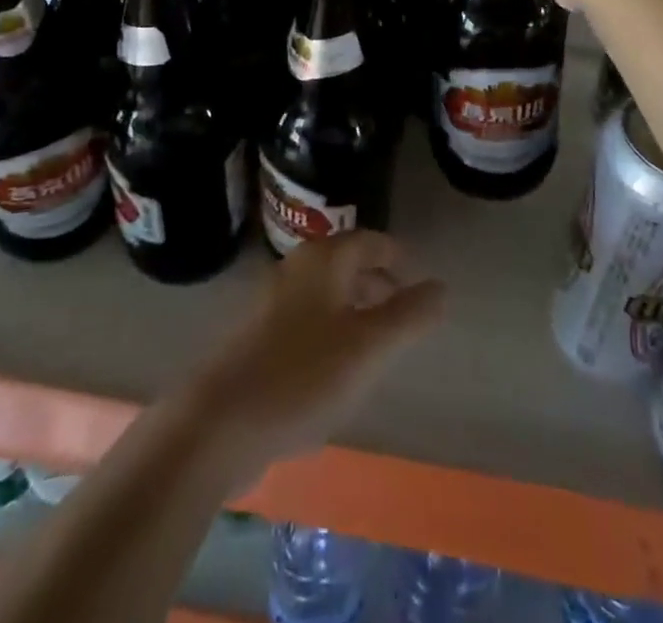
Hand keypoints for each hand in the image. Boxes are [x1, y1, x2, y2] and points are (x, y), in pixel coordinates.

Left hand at [182, 232, 443, 479]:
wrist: (221, 421)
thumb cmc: (303, 375)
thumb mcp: (369, 347)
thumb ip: (409, 315)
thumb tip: (441, 287)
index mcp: (323, 260)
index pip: (369, 241)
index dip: (396, 256)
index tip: (418, 280)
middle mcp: (296, 269)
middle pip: (346, 263)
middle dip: (377, 282)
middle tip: (404, 311)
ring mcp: (273, 301)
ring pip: (326, 292)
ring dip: (355, 307)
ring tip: (378, 342)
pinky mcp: (259, 335)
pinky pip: (308, 319)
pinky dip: (331, 329)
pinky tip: (337, 369)